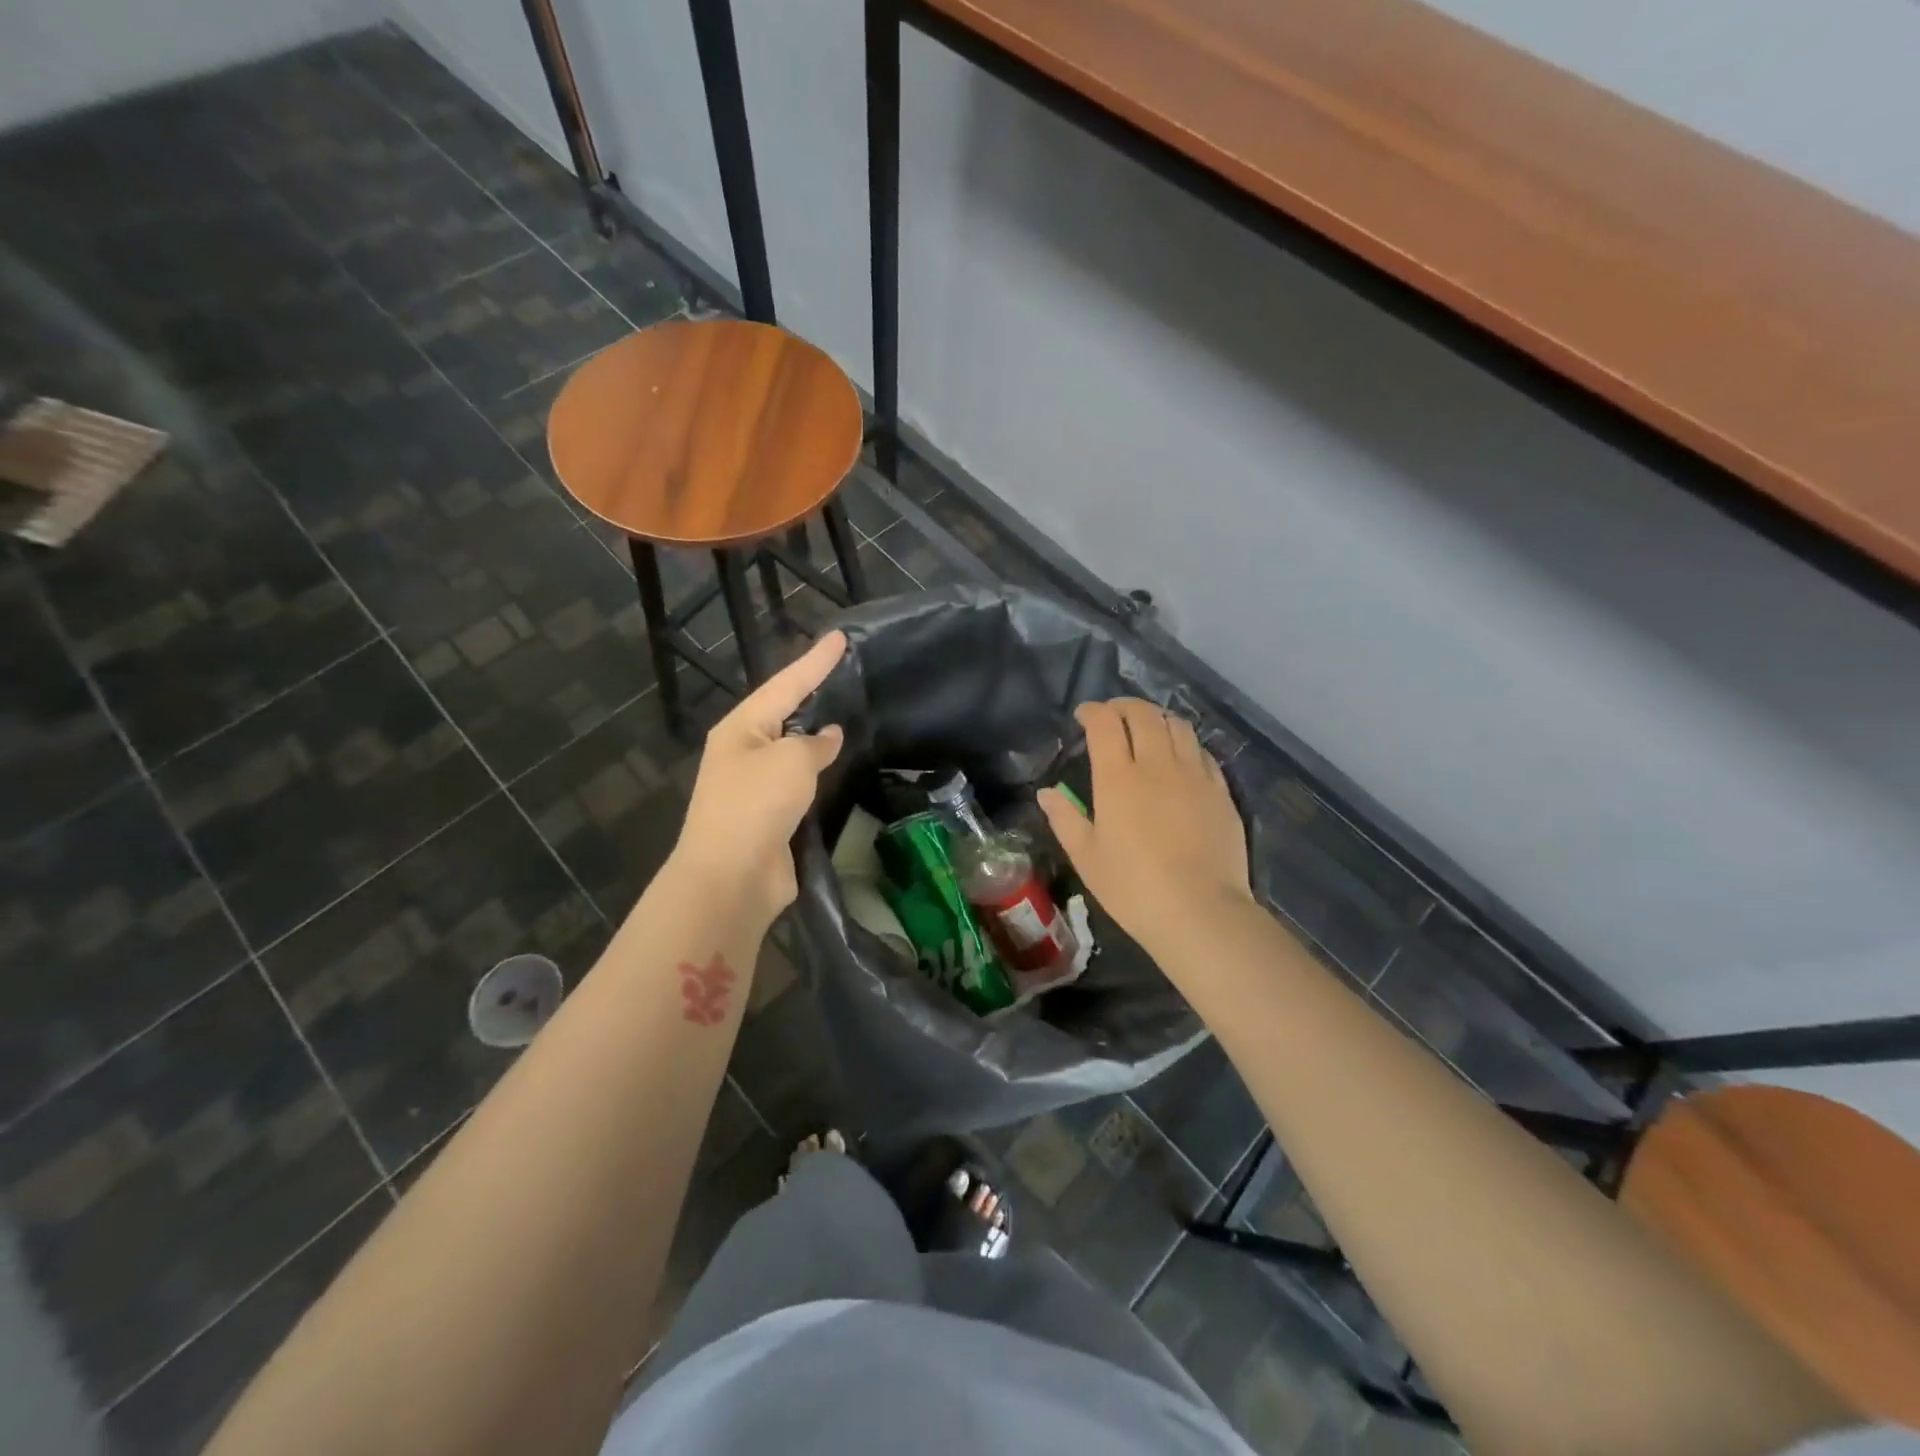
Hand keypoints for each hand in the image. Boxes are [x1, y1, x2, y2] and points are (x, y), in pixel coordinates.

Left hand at [668, 631, 847, 922]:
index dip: (816, 661)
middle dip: (813, 693)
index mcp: (741, 728)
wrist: (731, 878)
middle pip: (785, 713)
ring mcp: (755, 786)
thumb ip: (815, 744)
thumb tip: (829, 737)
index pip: (786, 684)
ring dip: (818, 736)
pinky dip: (820, 773)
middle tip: (846, 672)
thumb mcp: (791, 762)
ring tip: (850, 713)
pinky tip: (842, 766)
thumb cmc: (755, 806)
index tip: (841, 638)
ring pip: (794, 750)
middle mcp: (744, 751)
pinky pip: (801, 784)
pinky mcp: (771, 817)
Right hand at [1039, 699, 1253, 955]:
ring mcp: (1194, 775)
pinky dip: (1185, 744)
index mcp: (1118, 778)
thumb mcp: (1087, 857)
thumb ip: (1065, 818)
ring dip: (1157, 718)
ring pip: (1178, 726)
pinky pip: (1202, 752)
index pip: (1105, 723)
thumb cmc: (1133, 888)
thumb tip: (1047, 792)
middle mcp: (1158, 765)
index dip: (1093, 711)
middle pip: (1144, 714)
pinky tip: (1180, 758)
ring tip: (1148, 729)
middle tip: (1113, 716)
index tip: (1084, 716)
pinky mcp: (1221, 791)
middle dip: (1124, 706)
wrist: (1201, 912)